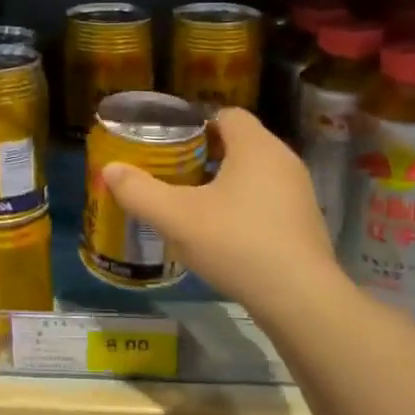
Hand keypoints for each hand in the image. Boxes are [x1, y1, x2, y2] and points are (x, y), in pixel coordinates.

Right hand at [101, 107, 335, 301]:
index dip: (196, 125)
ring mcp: (299, 194)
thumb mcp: (175, 217)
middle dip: (206, 156)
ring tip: (192, 206)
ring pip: (255, 175)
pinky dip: (244, 209)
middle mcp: (284, 161)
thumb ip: (139, 191)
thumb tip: (109, 169)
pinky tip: (222, 236)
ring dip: (225, 184)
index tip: (170, 145)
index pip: (227, 114)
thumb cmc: (236, 243)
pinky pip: (268, 202)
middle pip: (240, 144)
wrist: (299, 299)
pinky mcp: (305, 225)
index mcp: (256, 147)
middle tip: (173, 175)